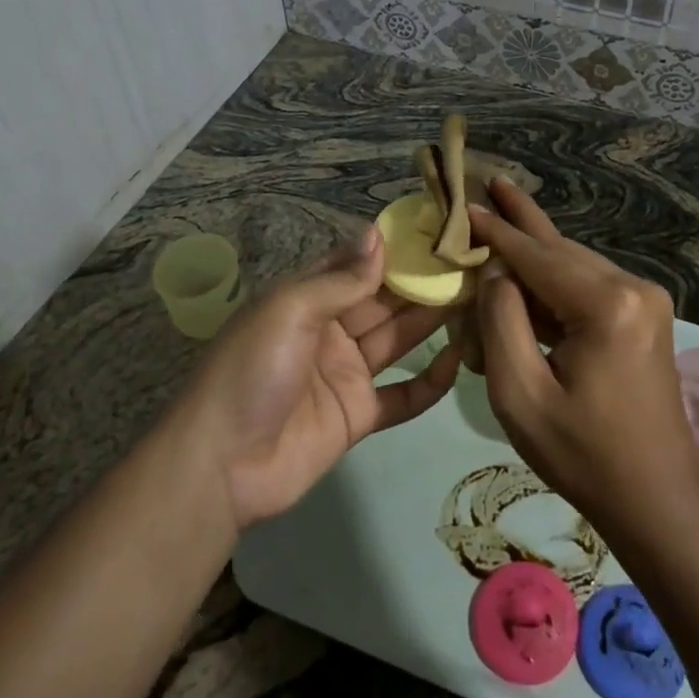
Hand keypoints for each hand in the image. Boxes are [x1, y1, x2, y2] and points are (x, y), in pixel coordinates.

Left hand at [179, 225, 460, 530]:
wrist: (220, 467)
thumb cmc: (252, 371)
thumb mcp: (290, 311)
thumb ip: (341, 279)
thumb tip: (378, 234)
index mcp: (308, 298)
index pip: (358, 264)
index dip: (395, 248)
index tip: (437, 230)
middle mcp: (331, 329)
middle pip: (385, 300)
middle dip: (423, 282)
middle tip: (472, 262)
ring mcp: (346, 373)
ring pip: (398, 339)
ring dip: (433, 322)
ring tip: (478, 299)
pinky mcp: (359, 415)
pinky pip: (402, 395)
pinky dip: (430, 382)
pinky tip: (459, 361)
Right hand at [468, 181, 698, 528]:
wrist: (657, 495)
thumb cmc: (584, 454)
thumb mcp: (521, 394)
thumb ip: (502, 322)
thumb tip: (495, 271)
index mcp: (606, 305)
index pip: (536, 257)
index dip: (496, 231)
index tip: (464, 202)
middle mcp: (632, 288)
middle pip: (559, 250)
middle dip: (519, 222)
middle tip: (489, 182)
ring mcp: (644, 299)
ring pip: (574, 263)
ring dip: (534, 248)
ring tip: (500, 209)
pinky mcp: (644, 313)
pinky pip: (587, 283)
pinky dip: (553, 277)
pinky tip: (525, 265)